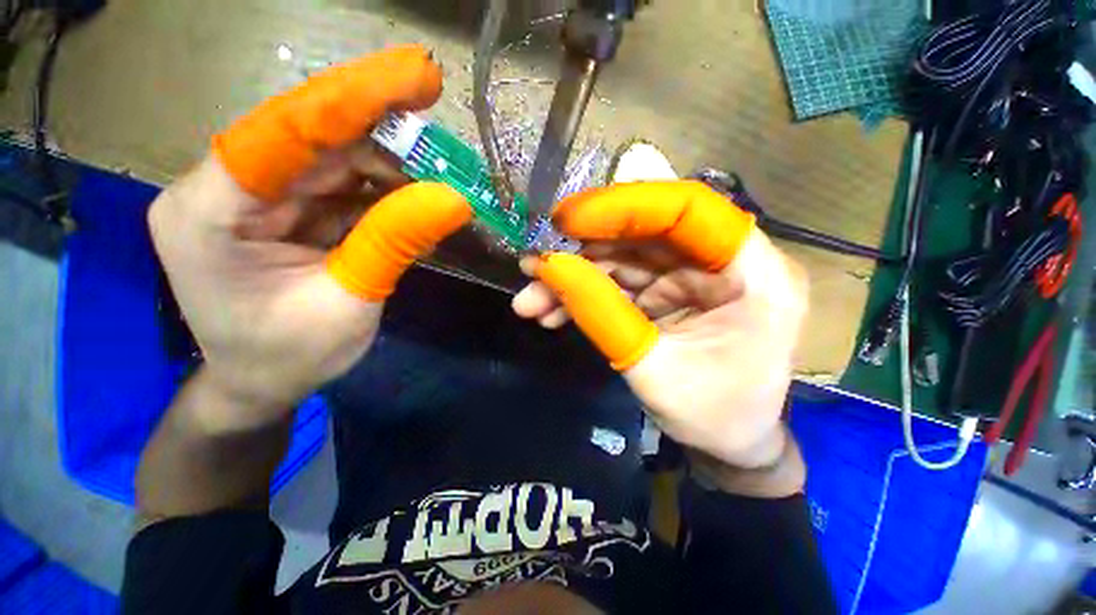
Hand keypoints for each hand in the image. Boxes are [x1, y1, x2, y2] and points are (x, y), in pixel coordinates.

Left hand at [148, 46, 470, 430]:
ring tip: (441, 177)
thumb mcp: (349, 303)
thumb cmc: (289, 357)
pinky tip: (418, 202)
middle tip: (440, 127)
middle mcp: (225, 188)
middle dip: (383, 132)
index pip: (286, 132)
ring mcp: (255, 197)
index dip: (354, 99)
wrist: (260, 384)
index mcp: (210, 211)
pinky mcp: (283, 210)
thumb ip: (395, 244)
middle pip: (313, 139)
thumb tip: (455, 200)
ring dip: (391, 166)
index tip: (415, 76)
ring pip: (332, 159)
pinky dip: (383, 192)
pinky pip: (340, 186)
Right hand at [513, 182, 808, 475]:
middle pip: (645, 233)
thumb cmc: (713, 417)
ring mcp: (694, 276)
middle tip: (535, 266)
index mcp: (754, 275)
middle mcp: (726, 263)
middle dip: (584, 251)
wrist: (730, 444)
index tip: (568, 221)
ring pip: (625, 258)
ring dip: (575, 278)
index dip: (625, 207)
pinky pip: (622, 282)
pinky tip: (553, 313)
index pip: (689, 210)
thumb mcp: (654, 371)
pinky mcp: (671, 292)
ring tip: (531, 300)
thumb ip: (602, 315)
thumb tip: (550, 268)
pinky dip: (585, 295)